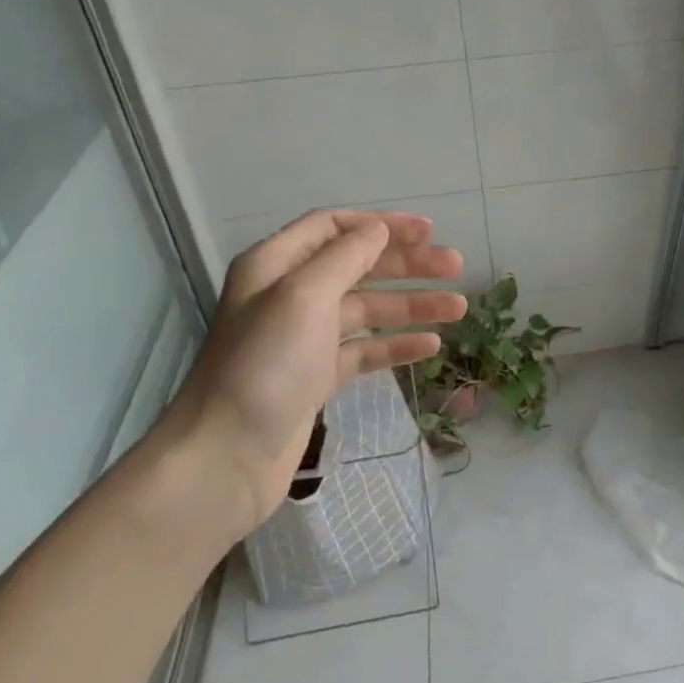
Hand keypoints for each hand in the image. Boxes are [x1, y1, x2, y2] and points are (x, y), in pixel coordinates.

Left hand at [152, 210, 465, 536]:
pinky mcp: (317, 376)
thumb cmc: (265, 366)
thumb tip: (378, 230)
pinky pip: (365, 350)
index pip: (334, 227)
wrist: (226, 457)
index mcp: (276, 265)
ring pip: (368, 309)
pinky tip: (431, 345)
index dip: (382, 225)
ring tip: (458, 308)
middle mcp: (290, 295)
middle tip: (456, 266)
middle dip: (407, 264)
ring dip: (412, 304)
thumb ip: (345, 257)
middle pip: (358, 266)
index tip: (428, 232)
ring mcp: (304, 338)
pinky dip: (397, 344)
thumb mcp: (304, 297)